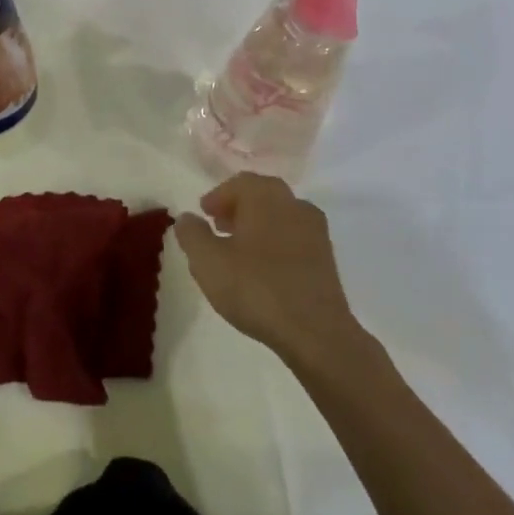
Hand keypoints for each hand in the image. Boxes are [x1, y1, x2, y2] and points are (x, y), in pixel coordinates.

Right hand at [175, 174, 363, 363]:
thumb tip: (186, 217)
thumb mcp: (208, 262)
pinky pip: (294, 237)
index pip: (239, 183)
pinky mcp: (327, 257)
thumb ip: (192, 234)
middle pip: (262, 195)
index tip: (203, 214)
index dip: (218, 196)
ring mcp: (315, 231)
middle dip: (238, 207)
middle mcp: (294, 204)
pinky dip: (276, 242)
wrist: (315, 332)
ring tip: (238, 250)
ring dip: (257, 225)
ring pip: (280, 216)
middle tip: (218, 226)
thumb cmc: (255, 288)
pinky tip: (263, 268)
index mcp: (266, 197)